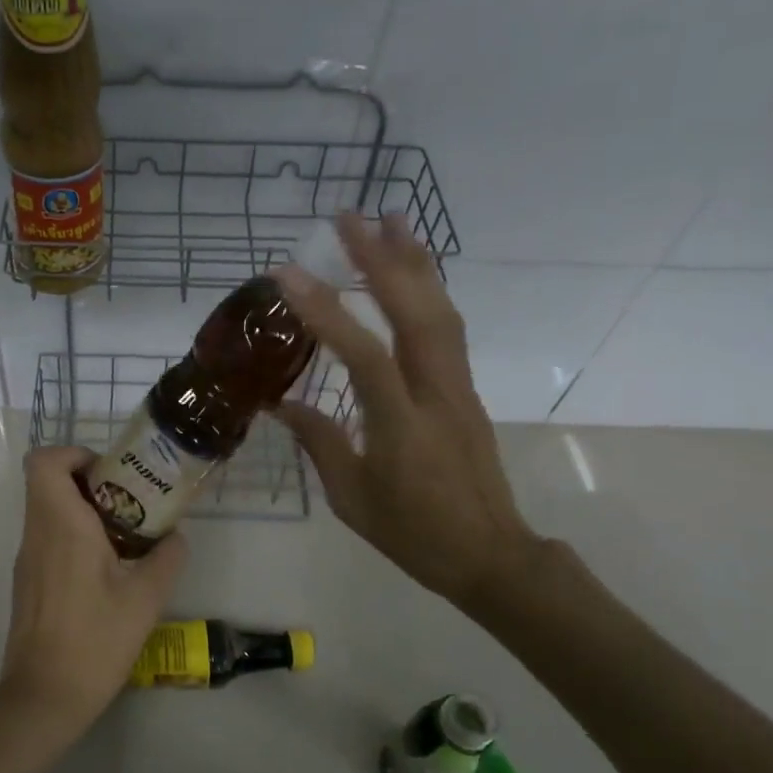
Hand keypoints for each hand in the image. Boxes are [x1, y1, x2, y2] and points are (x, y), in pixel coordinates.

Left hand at [0, 446, 188, 772]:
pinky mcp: (27, 580)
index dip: (74, 455)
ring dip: (81, 509)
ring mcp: (27, 558)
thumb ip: (166, 559)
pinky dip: (72, 534)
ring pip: (46, 509)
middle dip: (87, 480)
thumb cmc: (94, 642)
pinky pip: (46, 536)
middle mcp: (36, 533)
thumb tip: (175, 536)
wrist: (42, 698)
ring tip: (124, 534)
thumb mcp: (145, 600)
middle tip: (127, 500)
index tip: (110, 474)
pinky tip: (105, 568)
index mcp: (61, 525)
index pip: (44, 461)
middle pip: (47, 481)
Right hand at [274, 213, 540, 616]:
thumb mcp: (352, 497)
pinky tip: (413, 272)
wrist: (490, 556)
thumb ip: (320, 441)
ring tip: (391, 220)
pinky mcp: (466, 389)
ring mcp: (458, 387)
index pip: (363, 354)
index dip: (326, 310)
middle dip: (382, 259)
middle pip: (415, 312)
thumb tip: (282, 402)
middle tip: (349, 217)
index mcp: (402, 425)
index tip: (289, 273)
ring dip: (414, 262)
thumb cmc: (413, 534)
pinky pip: (448, 328)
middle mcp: (437, 392)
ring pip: (441, 311)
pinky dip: (429, 290)